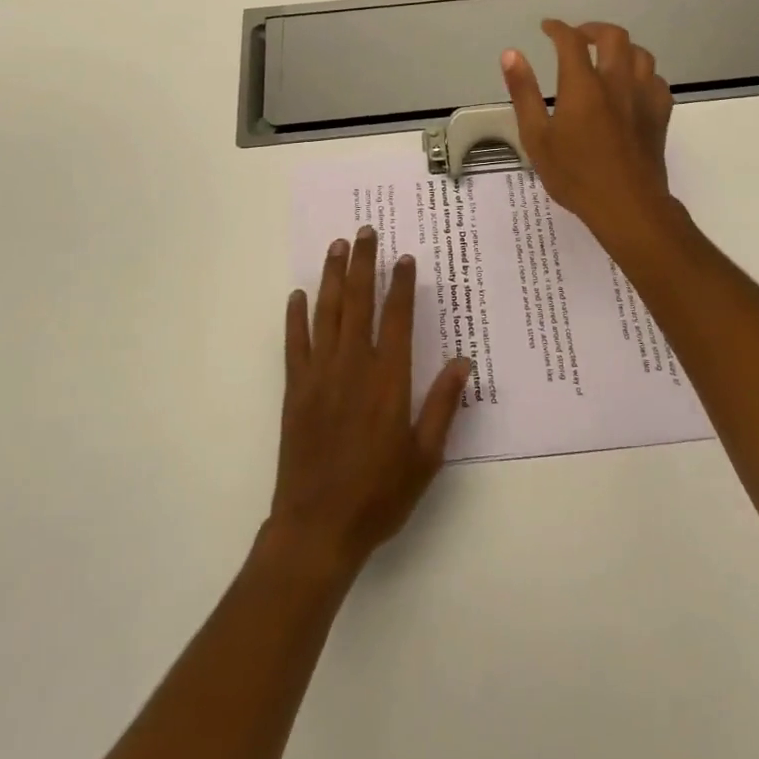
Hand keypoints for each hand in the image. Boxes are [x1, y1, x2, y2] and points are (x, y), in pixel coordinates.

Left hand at [268, 227, 472, 577]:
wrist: (318, 527)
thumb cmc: (379, 494)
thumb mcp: (425, 456)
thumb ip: (443, 404)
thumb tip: (463, 361)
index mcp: (388, 379)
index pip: (396, 317)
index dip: (401, 284)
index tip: (404, 257)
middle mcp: (353, 366)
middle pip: (359, 302)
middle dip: (364, 263)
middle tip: (366, 231)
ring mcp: (320, 374)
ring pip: (327, 312)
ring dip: (333, 276)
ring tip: (337, 246)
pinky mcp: (296, 389)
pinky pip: (295, 343)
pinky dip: (296, 317)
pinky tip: (298, 295)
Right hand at [500, 19, 678, 249]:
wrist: (627, 206)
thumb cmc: (575, 175)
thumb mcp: (536, 137)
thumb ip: (524, 92)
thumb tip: (511, 54)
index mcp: (583, 85)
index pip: (570, 40)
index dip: (557, 28)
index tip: (547, 28)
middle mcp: (616, 82)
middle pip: (613, 36)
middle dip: (593, 29)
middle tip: (577, 37)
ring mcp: (643, 96)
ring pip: (640, 53)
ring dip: (621, 48)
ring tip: (606, 57)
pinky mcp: (660, 114)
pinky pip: (656, 79)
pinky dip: (642, 74)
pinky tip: (632, 86)